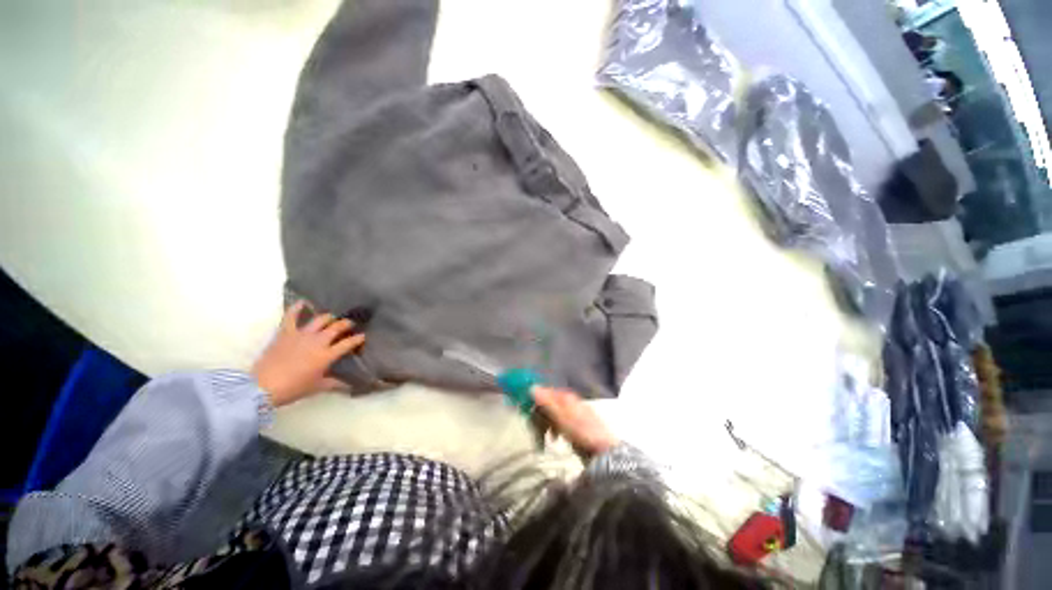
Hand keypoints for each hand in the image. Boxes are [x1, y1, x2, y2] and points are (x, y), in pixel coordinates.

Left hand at [252, 301, 364, 406]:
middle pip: (337, 327)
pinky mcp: (285, 333)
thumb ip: (335, 383)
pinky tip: (302, 302)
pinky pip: (290, 317)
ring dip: (328, 317)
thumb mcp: (317, 387)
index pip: (348, 343)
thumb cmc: (293, 388)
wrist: (262, 387)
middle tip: (349, 324)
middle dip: (346, 324)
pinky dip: (296, 308)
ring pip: (320, 320)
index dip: (358, 339)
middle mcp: (318, 341)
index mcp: (327, 355)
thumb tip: (350, 386)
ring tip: (331, 318)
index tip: (363, 336)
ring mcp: (301, 335)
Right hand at [532, 386, 618, 455]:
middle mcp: (570, 402)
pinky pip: (559, 423)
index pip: (546, 392)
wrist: (603, 450)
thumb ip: (547, 402)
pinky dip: (554, 429)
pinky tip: (554, 439)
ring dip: (546, 424)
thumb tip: (532, 387)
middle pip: (549, 403)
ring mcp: (573, 413)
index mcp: (567, 397)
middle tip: (533, 426)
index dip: (535, 398)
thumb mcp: (562, 417)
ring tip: (545, 436)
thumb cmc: (581, 432)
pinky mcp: (576, 425)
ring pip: (553, 414)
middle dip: (540, 414)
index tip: (524, 408)